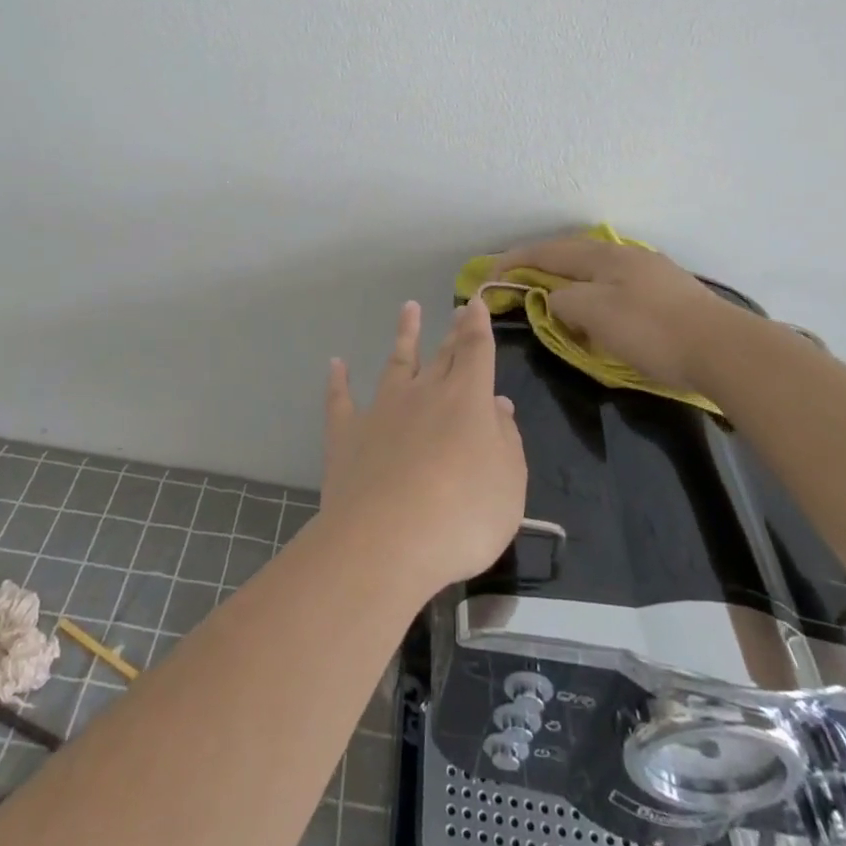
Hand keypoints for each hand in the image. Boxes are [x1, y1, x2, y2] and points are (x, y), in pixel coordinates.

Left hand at [321, 297, 526, 594]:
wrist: (386, 542)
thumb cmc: (462, 516)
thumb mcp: (509, 483)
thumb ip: (506, 440)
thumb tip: (497, 405)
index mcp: (467, 400)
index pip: (476, 351)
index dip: (478, 326)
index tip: (476, 303)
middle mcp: (424, 394)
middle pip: (442, 355)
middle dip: (452, 331)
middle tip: (456, 309)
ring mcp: (382, 410)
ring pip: (396, 363)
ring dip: (404, 335)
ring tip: (408, 309)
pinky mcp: (347, 434)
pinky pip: (341, 400)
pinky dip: (338, 381)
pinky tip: (336, 364)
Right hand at [486, 234, 744, 393]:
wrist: (725, 350)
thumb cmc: (653, 331)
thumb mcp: (595, 314)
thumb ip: (564, 301)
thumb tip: (554, 300)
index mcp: (603, 257)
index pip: (547, 251)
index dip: (515, 260)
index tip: (489, 275)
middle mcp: (624, 256)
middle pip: (571, 255)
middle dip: (540, 266)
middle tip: (517, 283)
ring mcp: (649, 272)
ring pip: (594, 271)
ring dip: (567, 280)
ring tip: (552, 297)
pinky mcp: (667, 294)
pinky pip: (614, 286)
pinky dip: (592, 294)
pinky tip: (597, 309)